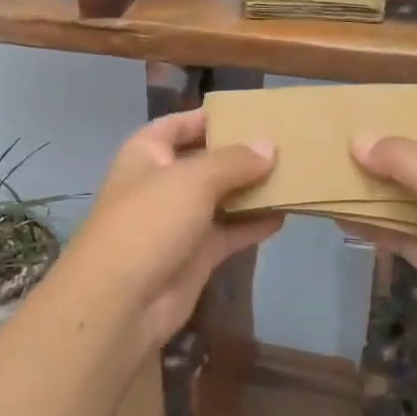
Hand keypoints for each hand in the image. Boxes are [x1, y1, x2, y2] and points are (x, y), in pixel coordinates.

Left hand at [59, 108, 282, 348]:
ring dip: (253, 189)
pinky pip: (230, 232)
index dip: (210, 117)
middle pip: (206, 160)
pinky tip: (285, 215)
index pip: (179, 124)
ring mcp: (179, 221)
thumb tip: (269, 145)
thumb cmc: (150, 222)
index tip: (252, 112)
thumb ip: (234, 161)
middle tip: (287, 143)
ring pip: (222, 197)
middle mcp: (162, 183)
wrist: (121, 303)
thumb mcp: (193, 180)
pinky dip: (254, 224)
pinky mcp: (196, 255)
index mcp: (147, 154)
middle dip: (241, 154)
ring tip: (295, 175)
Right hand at [350, 112, 416, 358]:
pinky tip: (339, 217)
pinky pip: (399, 233)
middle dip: (385, 154)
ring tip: (330, 176)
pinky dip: (373, 226)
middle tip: (338, 144)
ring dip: (374, 190)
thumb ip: (402, 159)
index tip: (376, 115)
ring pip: (406, 197)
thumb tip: (357, 140)